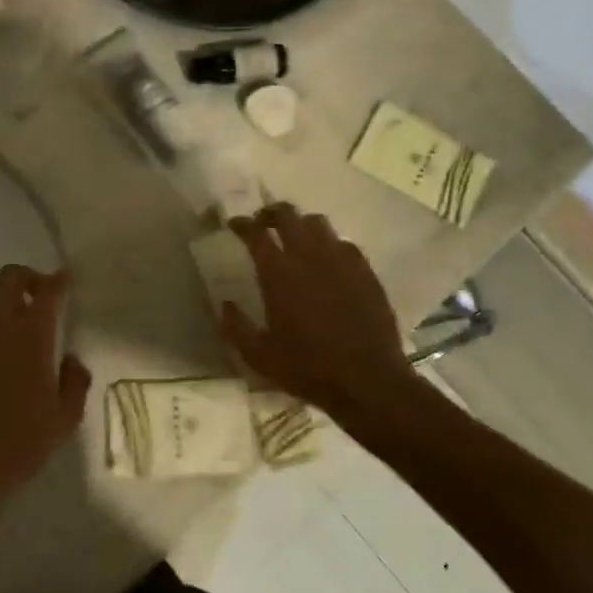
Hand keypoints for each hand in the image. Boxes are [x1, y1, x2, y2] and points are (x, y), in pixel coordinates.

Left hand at [0, 266, 90, 513]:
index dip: (59, 282)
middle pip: (10, 277)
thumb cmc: (23, 442)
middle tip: (39, 294)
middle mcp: (0, 325)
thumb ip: (75, 381)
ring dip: (1, 296)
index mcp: (33, 336)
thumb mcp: (66, 418)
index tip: (65, 282)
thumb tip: (70, 359)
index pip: (48, 292)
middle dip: (28, 277)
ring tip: (11, 316)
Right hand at [221, 204, 414, 415]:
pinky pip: (344, 243)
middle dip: (271, 213)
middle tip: (263, 222)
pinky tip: (328, 260)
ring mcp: (341, 260)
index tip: (235, 224)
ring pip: (318, 223)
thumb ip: (236, 327)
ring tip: (296, 237)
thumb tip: (224, 304)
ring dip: (301, 224)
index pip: (255, 232)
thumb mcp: (259, 356)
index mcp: (278, 273)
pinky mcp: (365, 271)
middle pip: (288, 215)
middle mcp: (309, 256)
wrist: (367, 380)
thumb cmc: (307, 368)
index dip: (242, 224)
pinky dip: (330, 244)